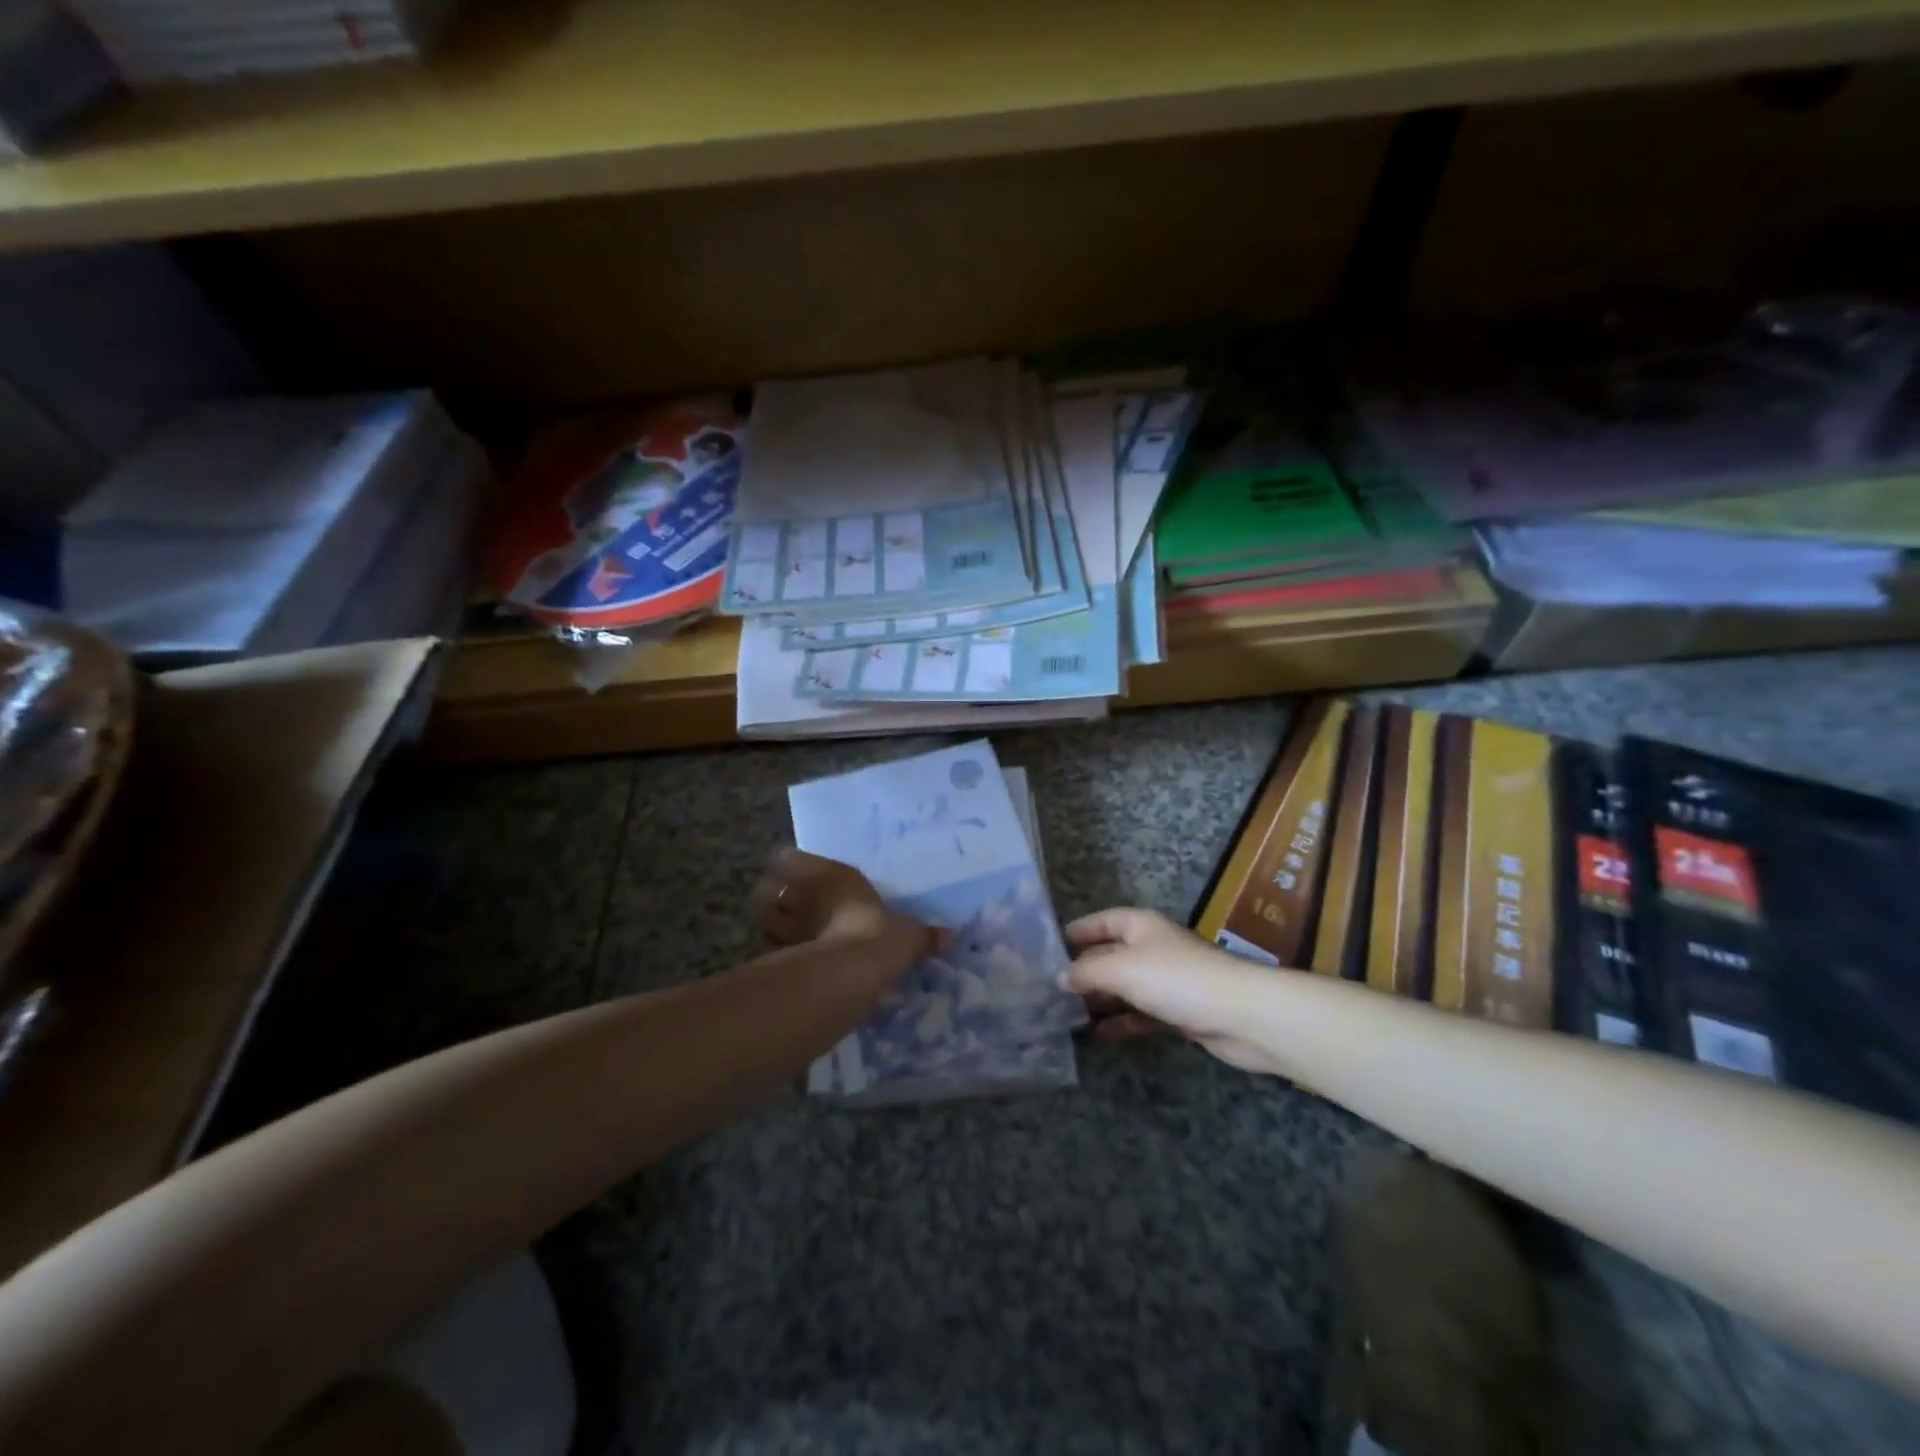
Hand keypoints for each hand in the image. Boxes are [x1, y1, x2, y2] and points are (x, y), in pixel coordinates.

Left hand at [750, 849, 947, 961]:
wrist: (852, 970)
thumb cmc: (881, 935)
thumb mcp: (910, 935)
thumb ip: (924, 936)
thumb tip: (950, 936)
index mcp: (835, 877)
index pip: (794, 859)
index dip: (792, 865)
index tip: (793, 873)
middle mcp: (806, 894)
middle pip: (772, 887)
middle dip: (775, 896)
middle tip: (786, 906)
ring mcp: (788, 924)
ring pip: (763, 917)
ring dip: (769, 924)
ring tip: (781, 933)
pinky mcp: (779, 956)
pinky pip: (769, 950)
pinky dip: (774, 955)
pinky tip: (786, 963)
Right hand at [1066, 907, 1286, 1074]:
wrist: (1240, 1015)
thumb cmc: (1176, 979)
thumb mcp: (1122, 969)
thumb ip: (1088, 971)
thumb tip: (1060, 976)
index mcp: (1141, 926)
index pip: (1104, 921)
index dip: (1080, 930)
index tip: (1053, 945)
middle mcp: (1154, 948)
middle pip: (1112, 955)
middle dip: (1085, 971)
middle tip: (1052, 989)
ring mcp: (1168, 981)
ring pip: (1126, 987)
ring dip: (1101, 1000)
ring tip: (1068, 1015)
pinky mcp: (1180, 1012)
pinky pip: (1142, 1013)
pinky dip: (1122, 1022)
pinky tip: (1100, 1034)